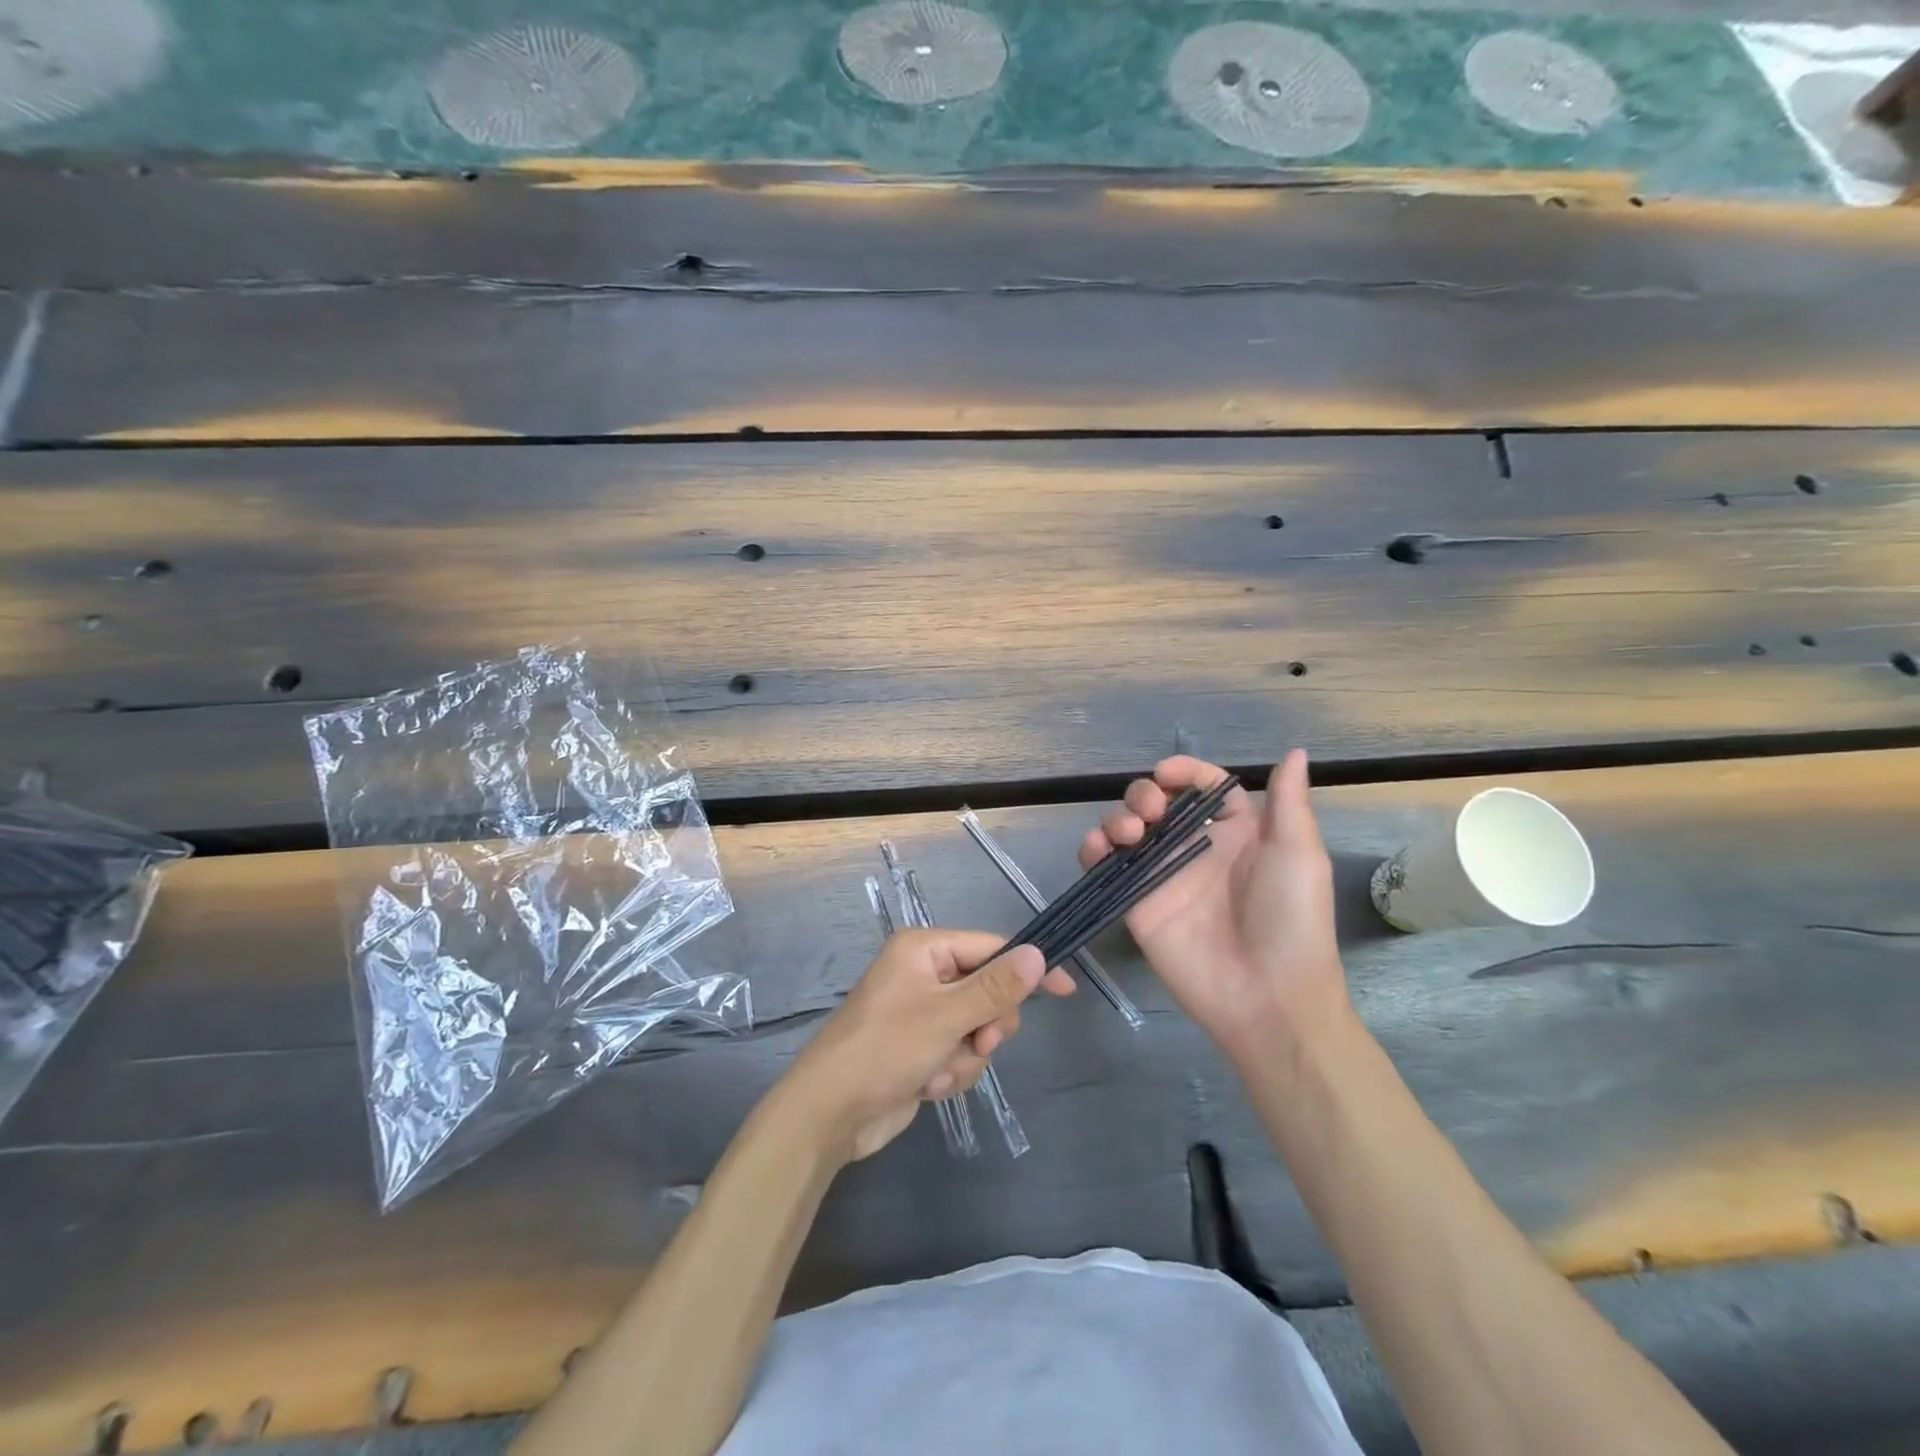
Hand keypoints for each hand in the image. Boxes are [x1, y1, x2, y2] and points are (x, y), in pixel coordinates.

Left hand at [781, 930, 1072, 1163]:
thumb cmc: (885, 1049)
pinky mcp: (921, 1047)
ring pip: (978, 1027)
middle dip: (987, 1024)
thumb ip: (996, 987)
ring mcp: (923, 1012)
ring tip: (937, 1070)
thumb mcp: (947, 1015)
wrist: (831, 1113)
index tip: (1065, 990)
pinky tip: (926, 1085)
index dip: (1027, 969)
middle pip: (989, 990)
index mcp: (924, 949)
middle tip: (978, 1041)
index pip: (992, 948)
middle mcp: (925, 973)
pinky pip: (960, 1052)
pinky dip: (951, 1071)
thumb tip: (1038, 952)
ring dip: (966, 1055)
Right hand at [1079, 750, 1347, 1060]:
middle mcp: (1194, 849)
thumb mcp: (1300, 855)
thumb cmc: (1291, 920)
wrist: (1268, 997)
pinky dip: (1093, 850)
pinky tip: (1098, 848)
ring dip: (1117, 818)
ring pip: (1125, 829)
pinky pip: (1105, 867)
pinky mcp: (1136, 903)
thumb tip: (1296, 752)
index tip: (1166, 774)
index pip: (1202, 787)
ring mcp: (1161, 876)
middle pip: (1157, 803)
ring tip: (1129, 834)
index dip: (1184, 772)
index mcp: (1235, 833)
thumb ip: (1289, 802)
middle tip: (1149, 812)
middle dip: (1143, 794)